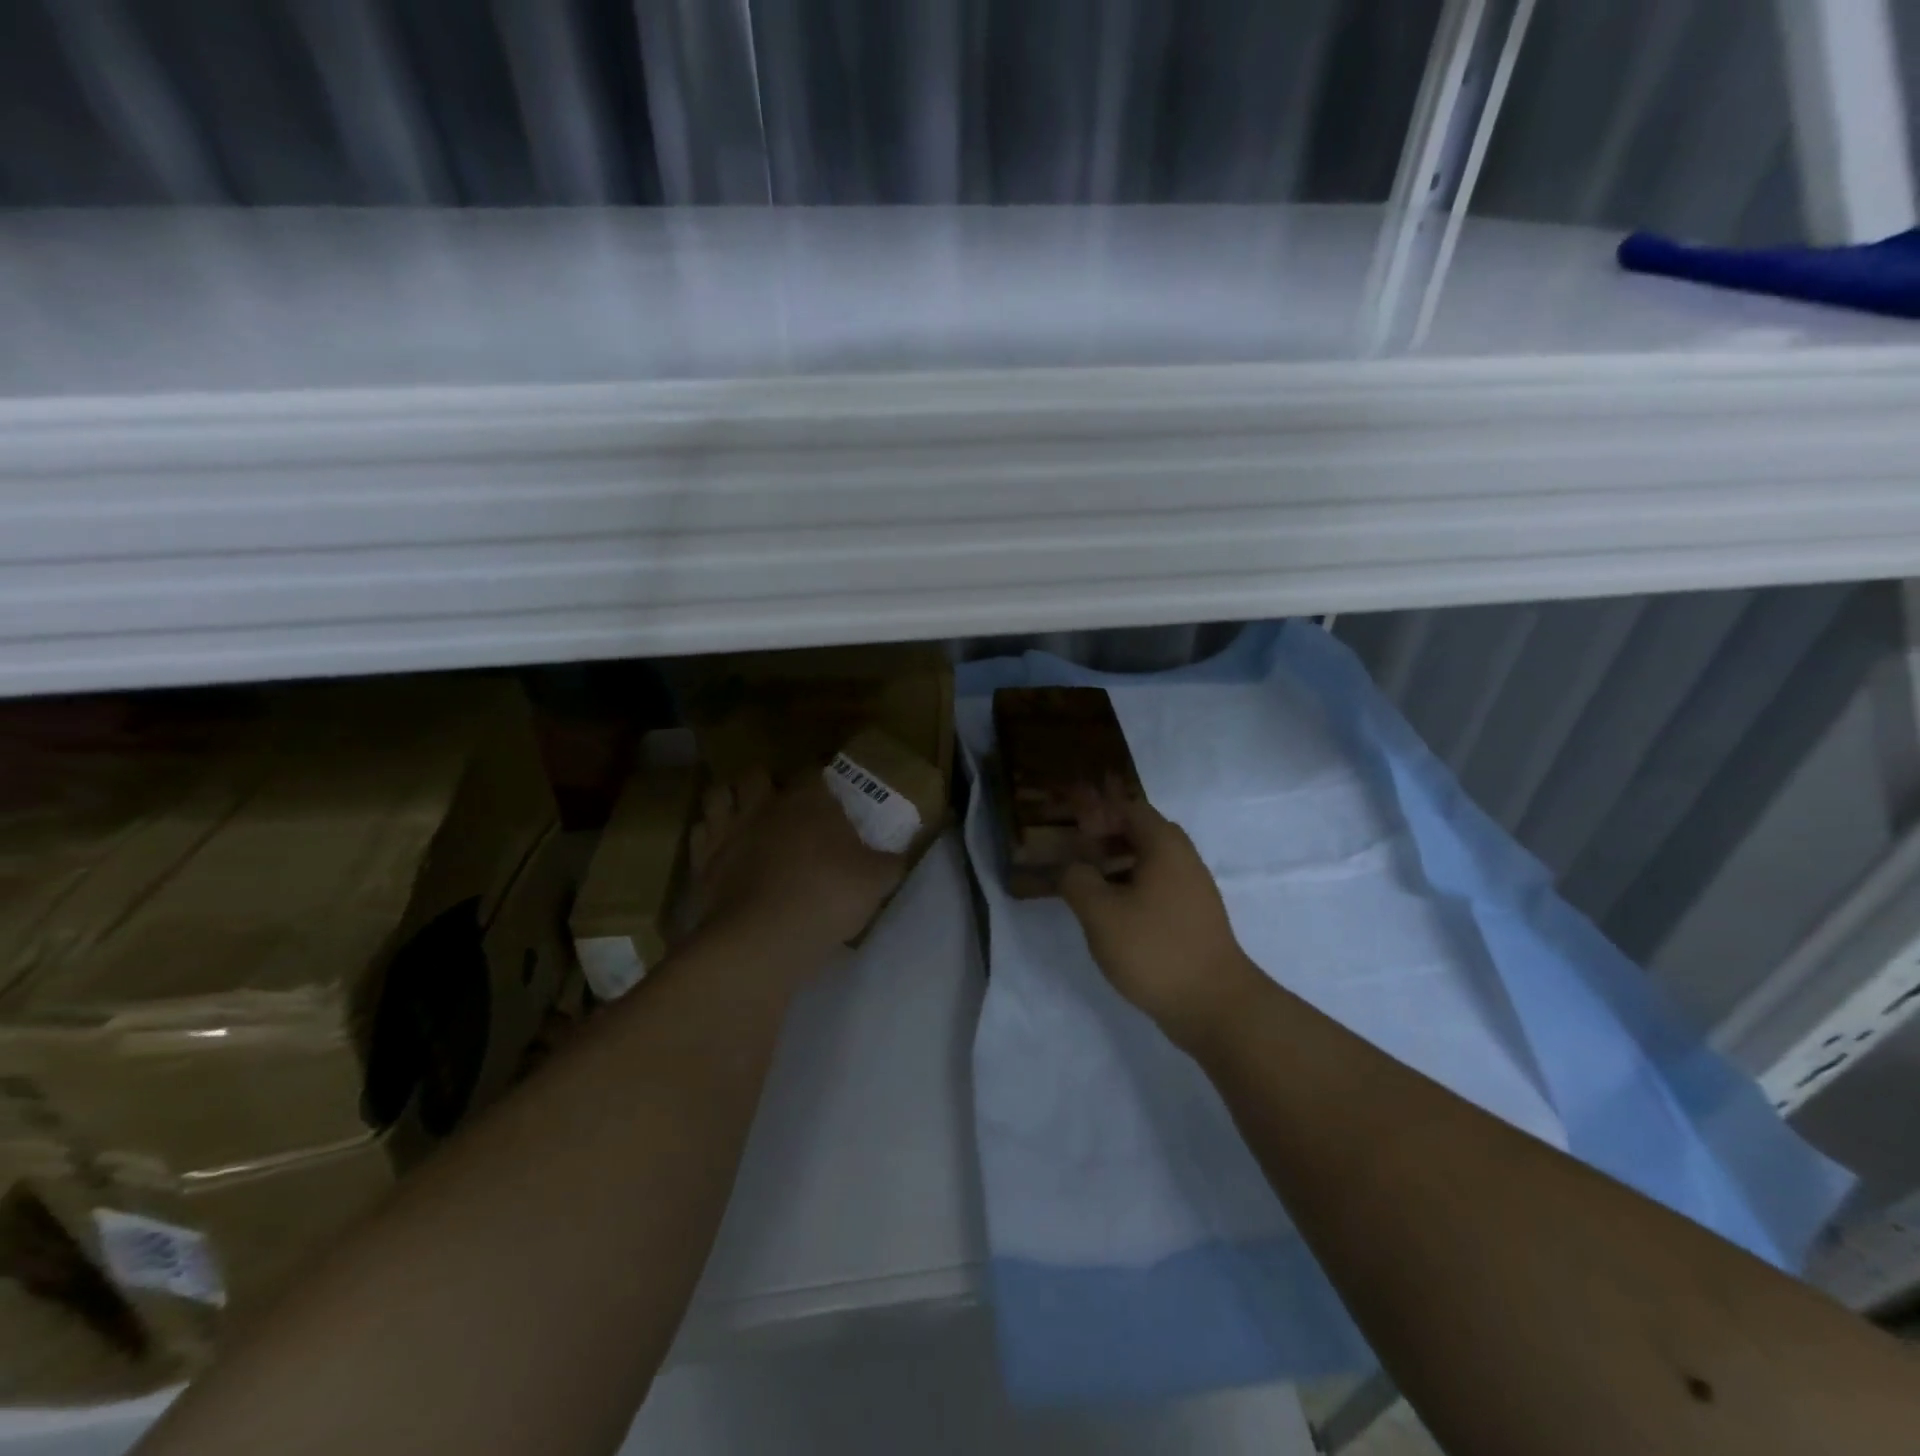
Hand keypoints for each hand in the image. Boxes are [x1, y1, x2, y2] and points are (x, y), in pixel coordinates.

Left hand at [688, 769, 905, 963]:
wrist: (763, 938)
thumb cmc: (827, 896)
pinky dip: (708, 836)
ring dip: (729, 800)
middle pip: (756, 774)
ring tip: (742, 815)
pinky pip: (699, 834)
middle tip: (779, 802)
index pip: (811, 770)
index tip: (826, 790)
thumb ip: (890, 863)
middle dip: (765, 782)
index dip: (818, 776)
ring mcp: (727, 831)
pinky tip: (721, 850)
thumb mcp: (877, 881)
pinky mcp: (701, 862)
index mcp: (808, 800)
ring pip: (718, 795)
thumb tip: (902, 855)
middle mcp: (763, 805)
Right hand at [1060, 786, 1266, 1051]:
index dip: (1100, 813)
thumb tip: (1072, 868)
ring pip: (1153, 862)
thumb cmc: (1154, 949)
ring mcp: (1194, 891)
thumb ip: (1077, 880)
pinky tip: (1115, 914)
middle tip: (1081, 853)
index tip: (1074, 830)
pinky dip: (1135, 887)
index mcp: (1164, 847)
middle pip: (1145, 832)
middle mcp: (1184, 860)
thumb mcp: (1100, 913)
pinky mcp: (1195, 919)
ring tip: (1091, 884)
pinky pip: (1161, 887)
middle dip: (1110, 836)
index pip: (1130, 809)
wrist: (1214, 1005)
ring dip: (1121, 863)